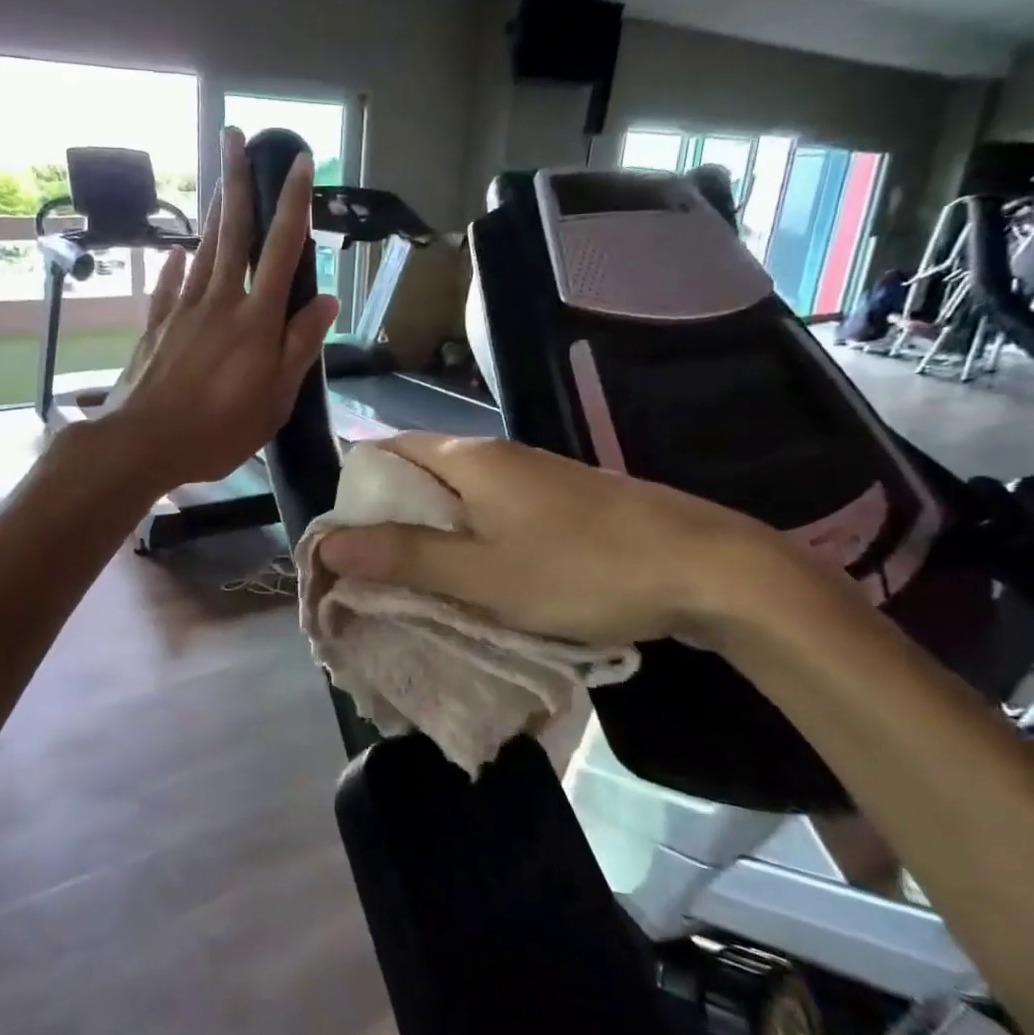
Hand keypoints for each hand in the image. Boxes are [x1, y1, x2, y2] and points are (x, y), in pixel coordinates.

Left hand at [101, 127, 338, 492]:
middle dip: (237, 181)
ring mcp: (183, 311)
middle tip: (236, 136)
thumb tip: (327, 300)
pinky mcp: (156, 328)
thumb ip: (300, 347)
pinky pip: (169, 286)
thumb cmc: (218, 430)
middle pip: (232, 232)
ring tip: (221, 181)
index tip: (299, 162)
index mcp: (256, 320)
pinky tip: (178, 253)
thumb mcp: (274, 399)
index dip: (293, 204)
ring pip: (203, 251)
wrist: (142, 443)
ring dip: (214, 213)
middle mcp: (219, 302)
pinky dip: (176, 266)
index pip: (280, 250)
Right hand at [317, 433, 793, 645]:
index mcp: (467, 458)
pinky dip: (467, 539)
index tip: (339, 542)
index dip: (353, 491)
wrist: (705, 567)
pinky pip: (490, 511)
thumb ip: (405, 557)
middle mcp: (494, 454)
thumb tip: (329, 543)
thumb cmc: (582, 569)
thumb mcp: (482, 574)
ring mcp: (531, 476)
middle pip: (417, 474)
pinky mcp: (558, 501)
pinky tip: (472, 577)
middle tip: (367, 573)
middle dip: (386, 519)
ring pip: (456, 496)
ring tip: (410, 583)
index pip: (385, 451)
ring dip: (428, 533)